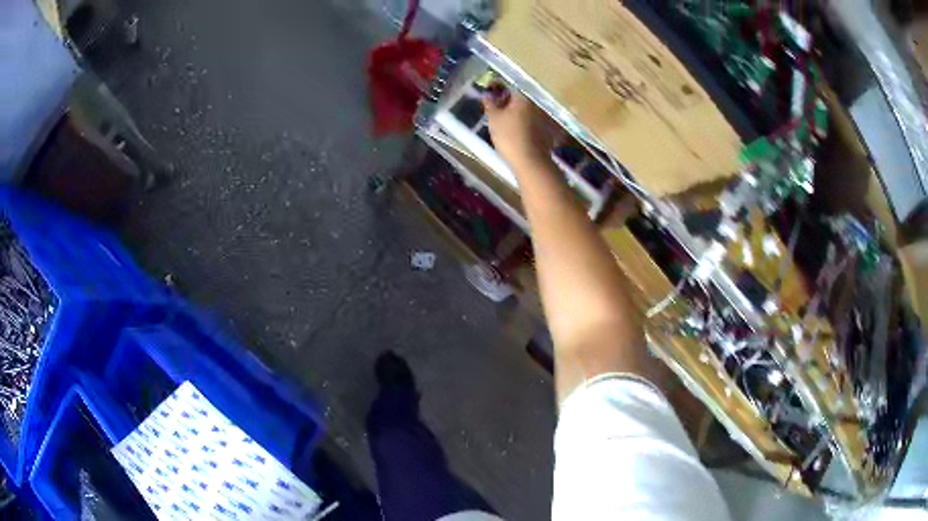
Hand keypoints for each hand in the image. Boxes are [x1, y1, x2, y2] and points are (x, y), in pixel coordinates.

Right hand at [482, 86, 559, 167]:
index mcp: (523, 100)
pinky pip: (533, 127)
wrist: (530, 161)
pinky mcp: (548, 134)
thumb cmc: (508, 137)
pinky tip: (519, 139)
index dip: (499, 97)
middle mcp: (536, 107)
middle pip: (519, 104)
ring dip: (518, 119)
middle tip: (497, 119)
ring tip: (507, 130)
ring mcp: (544, 120)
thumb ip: (489, 104)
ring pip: (527, 116)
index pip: (509, 92)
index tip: (491, 106)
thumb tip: (486, 95)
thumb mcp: (493, 119)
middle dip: (508, 109)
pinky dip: (526, 130)